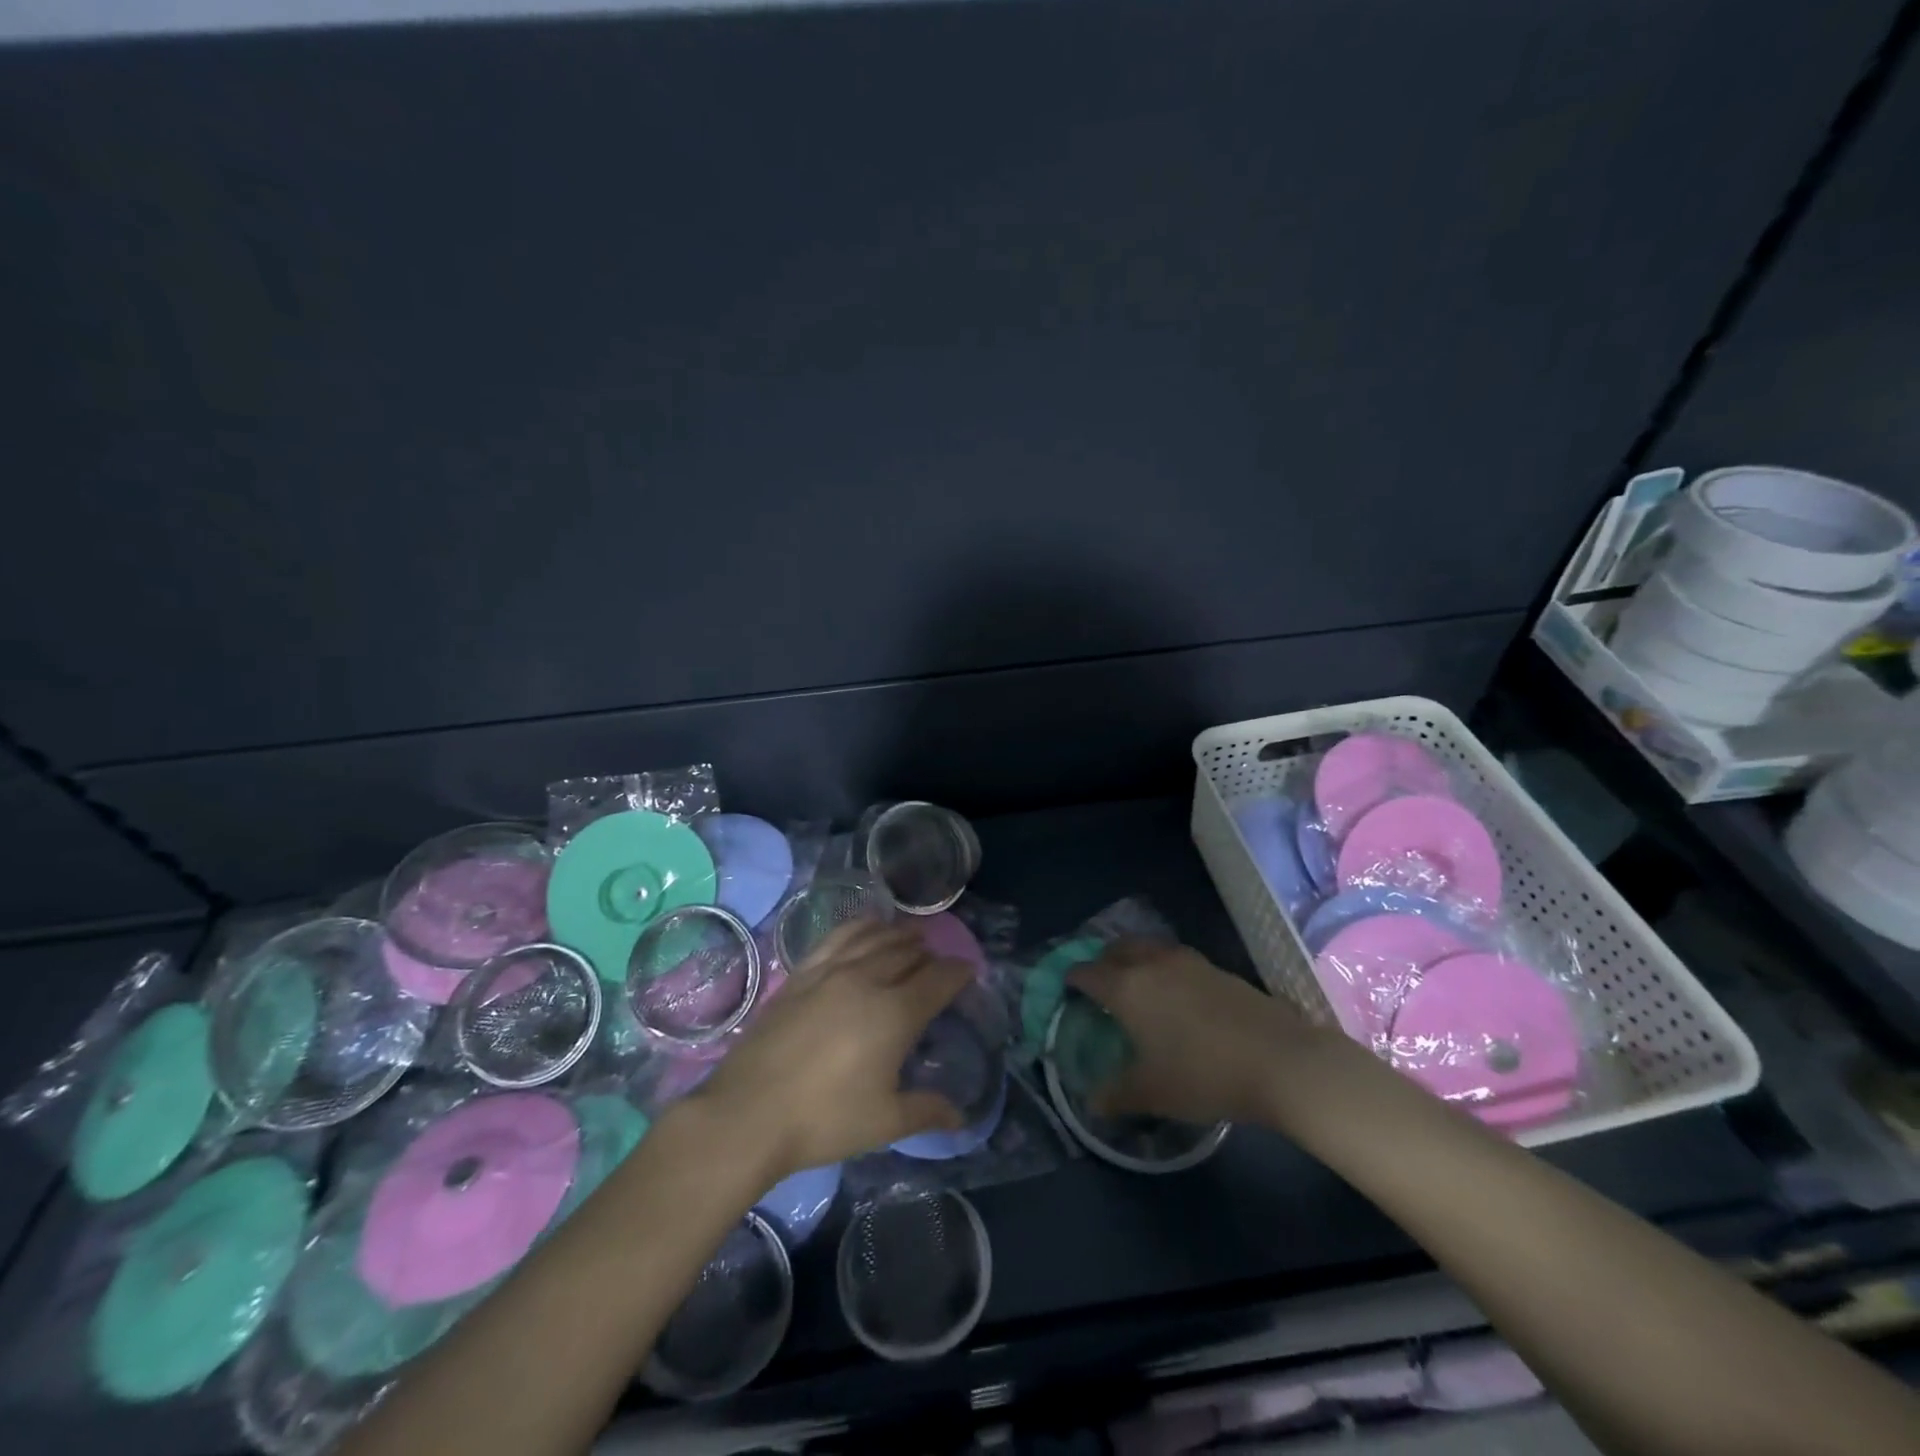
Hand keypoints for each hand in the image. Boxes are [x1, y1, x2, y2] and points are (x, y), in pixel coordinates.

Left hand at [692, 921, 971, 1180]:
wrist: (748, 1113)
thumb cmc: (824, 1120)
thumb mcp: (884, 1122)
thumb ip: (927, 1111)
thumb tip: (961, 1117)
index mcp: (895, 1014)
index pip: (938, 980)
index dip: (959, 973)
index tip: (970, 971)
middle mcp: (867, 980)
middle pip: (907, 953)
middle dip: (929, 955)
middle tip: (938, 963)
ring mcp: (831, 972)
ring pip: (875, 939)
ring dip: (899, 935)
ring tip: (911, 938)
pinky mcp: (802, 973)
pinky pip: (839, 937)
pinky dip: (860, 927)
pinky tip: (866, 929)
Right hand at [1067, 939, 1311, 1125]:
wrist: (1279, 1061)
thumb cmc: (1203, 1075)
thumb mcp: (1152, 1093)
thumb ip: (1116, 1095)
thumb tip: (1093, 1102)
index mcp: (1127, 987)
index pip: (1087, 972)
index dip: (1072, 979)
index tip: (1068, 990)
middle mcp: (1152, 964)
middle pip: (1116, 949)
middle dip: (1102, 961)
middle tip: (1099, 983)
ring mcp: (1188, 962)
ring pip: (1148, 947)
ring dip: (1134, 958)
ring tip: (1136, 984)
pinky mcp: (1217, 968)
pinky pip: (1176, 958)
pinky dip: (1164, 967)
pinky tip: (1176, 994)